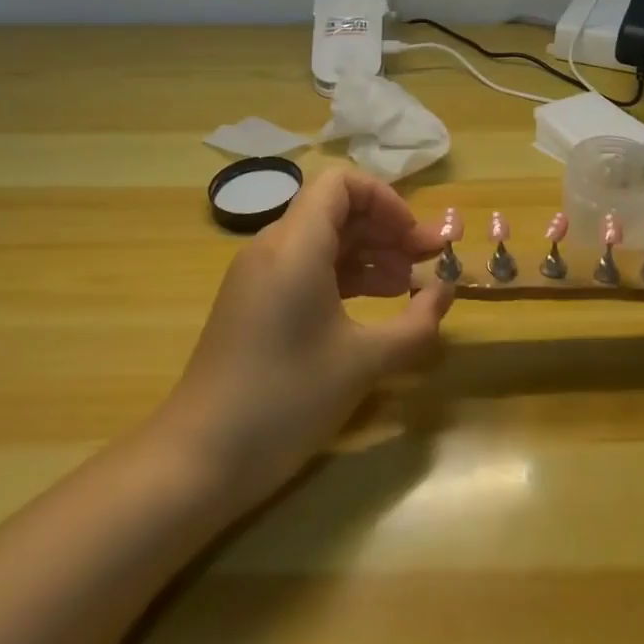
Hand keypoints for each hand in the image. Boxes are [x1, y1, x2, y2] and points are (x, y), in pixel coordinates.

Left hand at [159, 166, 453, 507]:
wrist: (196, 461)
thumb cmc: (284, 401)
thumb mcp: (363, 363)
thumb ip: (415, 324)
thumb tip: (446, 292)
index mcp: (295, 245)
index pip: (341, 183)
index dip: (385, 199)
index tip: (414, 237)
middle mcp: (273, 247)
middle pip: (336, 210)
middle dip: (386, 229)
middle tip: (428, 260)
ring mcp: (259, 276)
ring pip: (322, 240)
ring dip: (369, 254)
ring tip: (408, 286)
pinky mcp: (254, 303)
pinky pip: (306, 268)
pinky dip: (343, 276)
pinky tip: (373, 305)